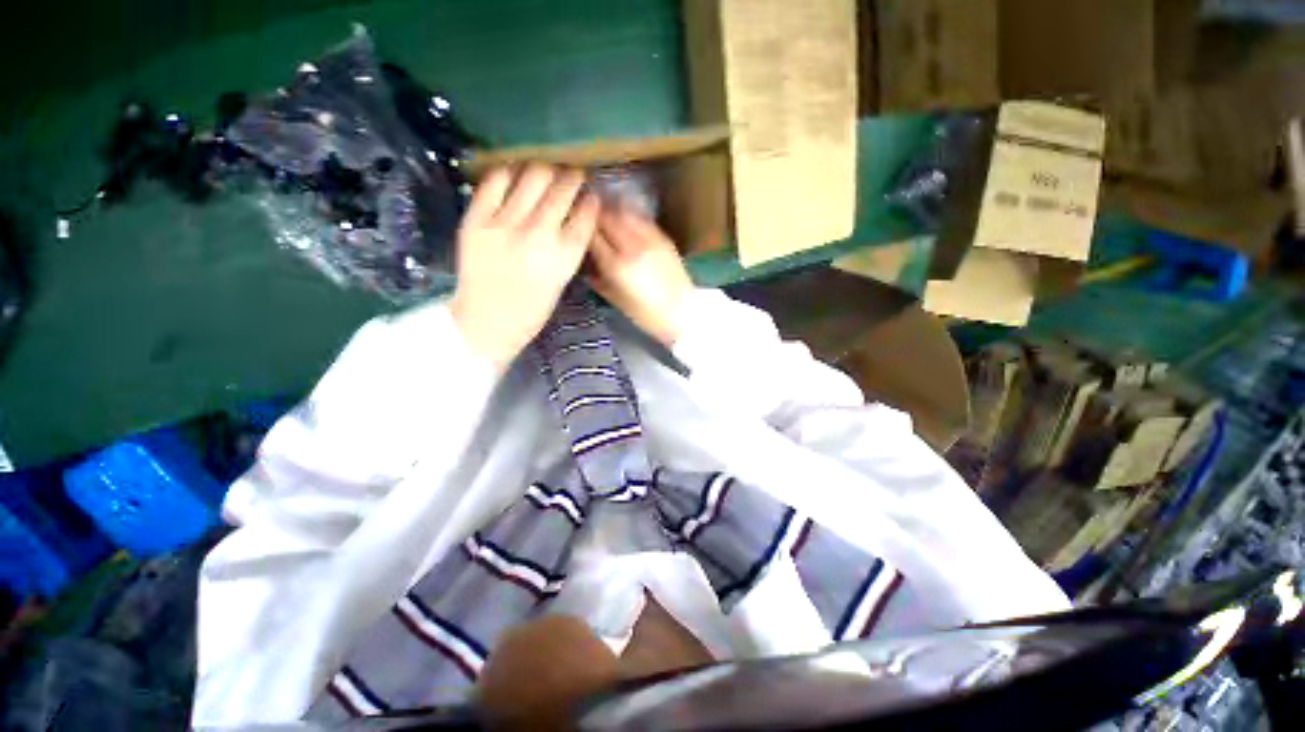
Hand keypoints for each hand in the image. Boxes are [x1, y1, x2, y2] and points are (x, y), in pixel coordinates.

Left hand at [451, 164, 599, 368]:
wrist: (487, 321)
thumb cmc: (532, 308)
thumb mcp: (562, 279)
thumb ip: (569, 246)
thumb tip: (576, 214)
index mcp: (565, 256)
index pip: (586, 214)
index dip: (591, 200)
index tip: (592, 194)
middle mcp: (539, 234)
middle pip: (562, 189)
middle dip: (573, 177)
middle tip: (573, 173)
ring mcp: (506, 223)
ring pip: (533, 176)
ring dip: (546, 169)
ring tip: (548, 170)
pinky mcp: (477, 218)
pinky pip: (496, 180)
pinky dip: (510, 172)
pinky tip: (517, 174)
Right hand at [589, 209, 693, 346]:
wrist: (682, 312)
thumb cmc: (646, 314)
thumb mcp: (615, 300)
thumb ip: (597, 278)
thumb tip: (587, 263)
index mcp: (617, 265)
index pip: (591, 235)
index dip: (581, 229)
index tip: (575, 228)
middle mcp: (632, 246)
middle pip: (606, 217)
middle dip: (594, 215)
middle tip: (587, 217)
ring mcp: (650, 239)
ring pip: (623, 212)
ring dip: (611, 211)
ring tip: (604, 215)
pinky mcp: (663, 237)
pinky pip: (641, 218)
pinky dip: (629, 216)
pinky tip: (625, 221)